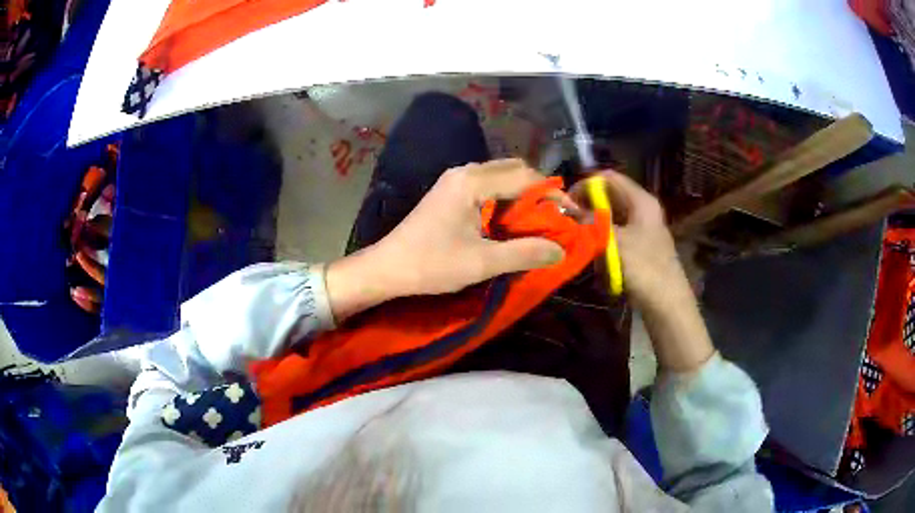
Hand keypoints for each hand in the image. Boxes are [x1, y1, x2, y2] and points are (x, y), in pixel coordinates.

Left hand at [327, 159, 566, 319]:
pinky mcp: (450, 192)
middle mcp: (465, 172)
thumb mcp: (482, 263)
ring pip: (501, 176)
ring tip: (539, 221)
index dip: (554, 195)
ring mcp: (455, 180)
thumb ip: (525, 253)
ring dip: (522, 195)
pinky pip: (487, 186)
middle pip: (514, 170)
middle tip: (557, 218)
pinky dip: (506, 199)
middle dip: (540, 192)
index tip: (573, 216)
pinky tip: (511, 221)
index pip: (525, 178)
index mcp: (472, 182)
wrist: (386, 268)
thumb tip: (561, 250)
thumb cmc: (431, 265)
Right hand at [571, 170, 688, 308]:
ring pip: (611, 216)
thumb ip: (590, 221)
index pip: (609, 178)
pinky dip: (603, 238)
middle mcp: (643, 208)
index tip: (567, 202)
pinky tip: (593, 251)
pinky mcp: (640, 245)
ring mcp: (642, 227)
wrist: (667, 303)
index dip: (586, 185)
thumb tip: (567, 207)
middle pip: (610, 196)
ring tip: (579, 237)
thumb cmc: (644, 268)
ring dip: (594, 223)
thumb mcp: (614, 241)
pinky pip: (616, 233)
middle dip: (588, 206)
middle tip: (569, 221)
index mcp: (642, 201)